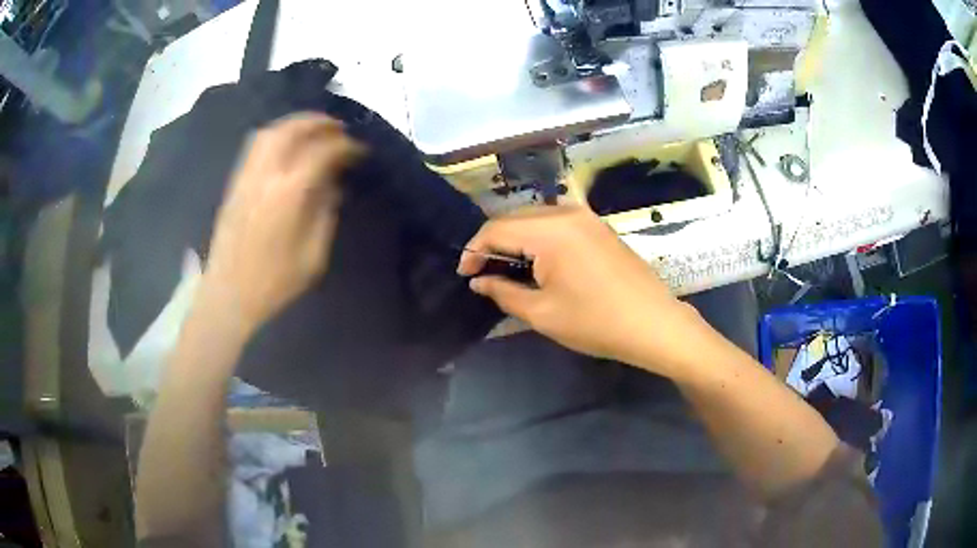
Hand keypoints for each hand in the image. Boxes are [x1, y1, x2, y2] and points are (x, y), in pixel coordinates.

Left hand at [202, 113, 363, 334]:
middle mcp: (265, 176)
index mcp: (288, 194)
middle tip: (338, 127)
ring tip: (313, 129)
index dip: (345, 146)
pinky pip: (254, 147)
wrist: (229, 296)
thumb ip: (325, 213)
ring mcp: (245, 177)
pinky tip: (286, 145)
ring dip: (294, 124)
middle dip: (318, 122)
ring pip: (269, 133)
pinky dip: (275, 136)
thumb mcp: (313, 255)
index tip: (361, 150)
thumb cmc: (274, 282)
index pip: (321, 152)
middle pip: (291, 130)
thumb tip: (333, 184)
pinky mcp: (234, 185)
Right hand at [458, 206, 701, 374]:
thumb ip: (503, 292)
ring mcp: (586, 217)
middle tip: (482, 273)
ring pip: (535, 219)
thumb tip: (479, 281)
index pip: (496, 229)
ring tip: (507, 269)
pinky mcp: (598, 227)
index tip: (466, 275)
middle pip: (515, 218)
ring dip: (516, 239)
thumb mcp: (542, 313)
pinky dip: (538, 238)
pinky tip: (537, 262)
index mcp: (550, 231)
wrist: (654, 324)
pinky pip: (557, 224)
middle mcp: (567, 213)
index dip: (474, 250)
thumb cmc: (596, 322)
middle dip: (493, 243)